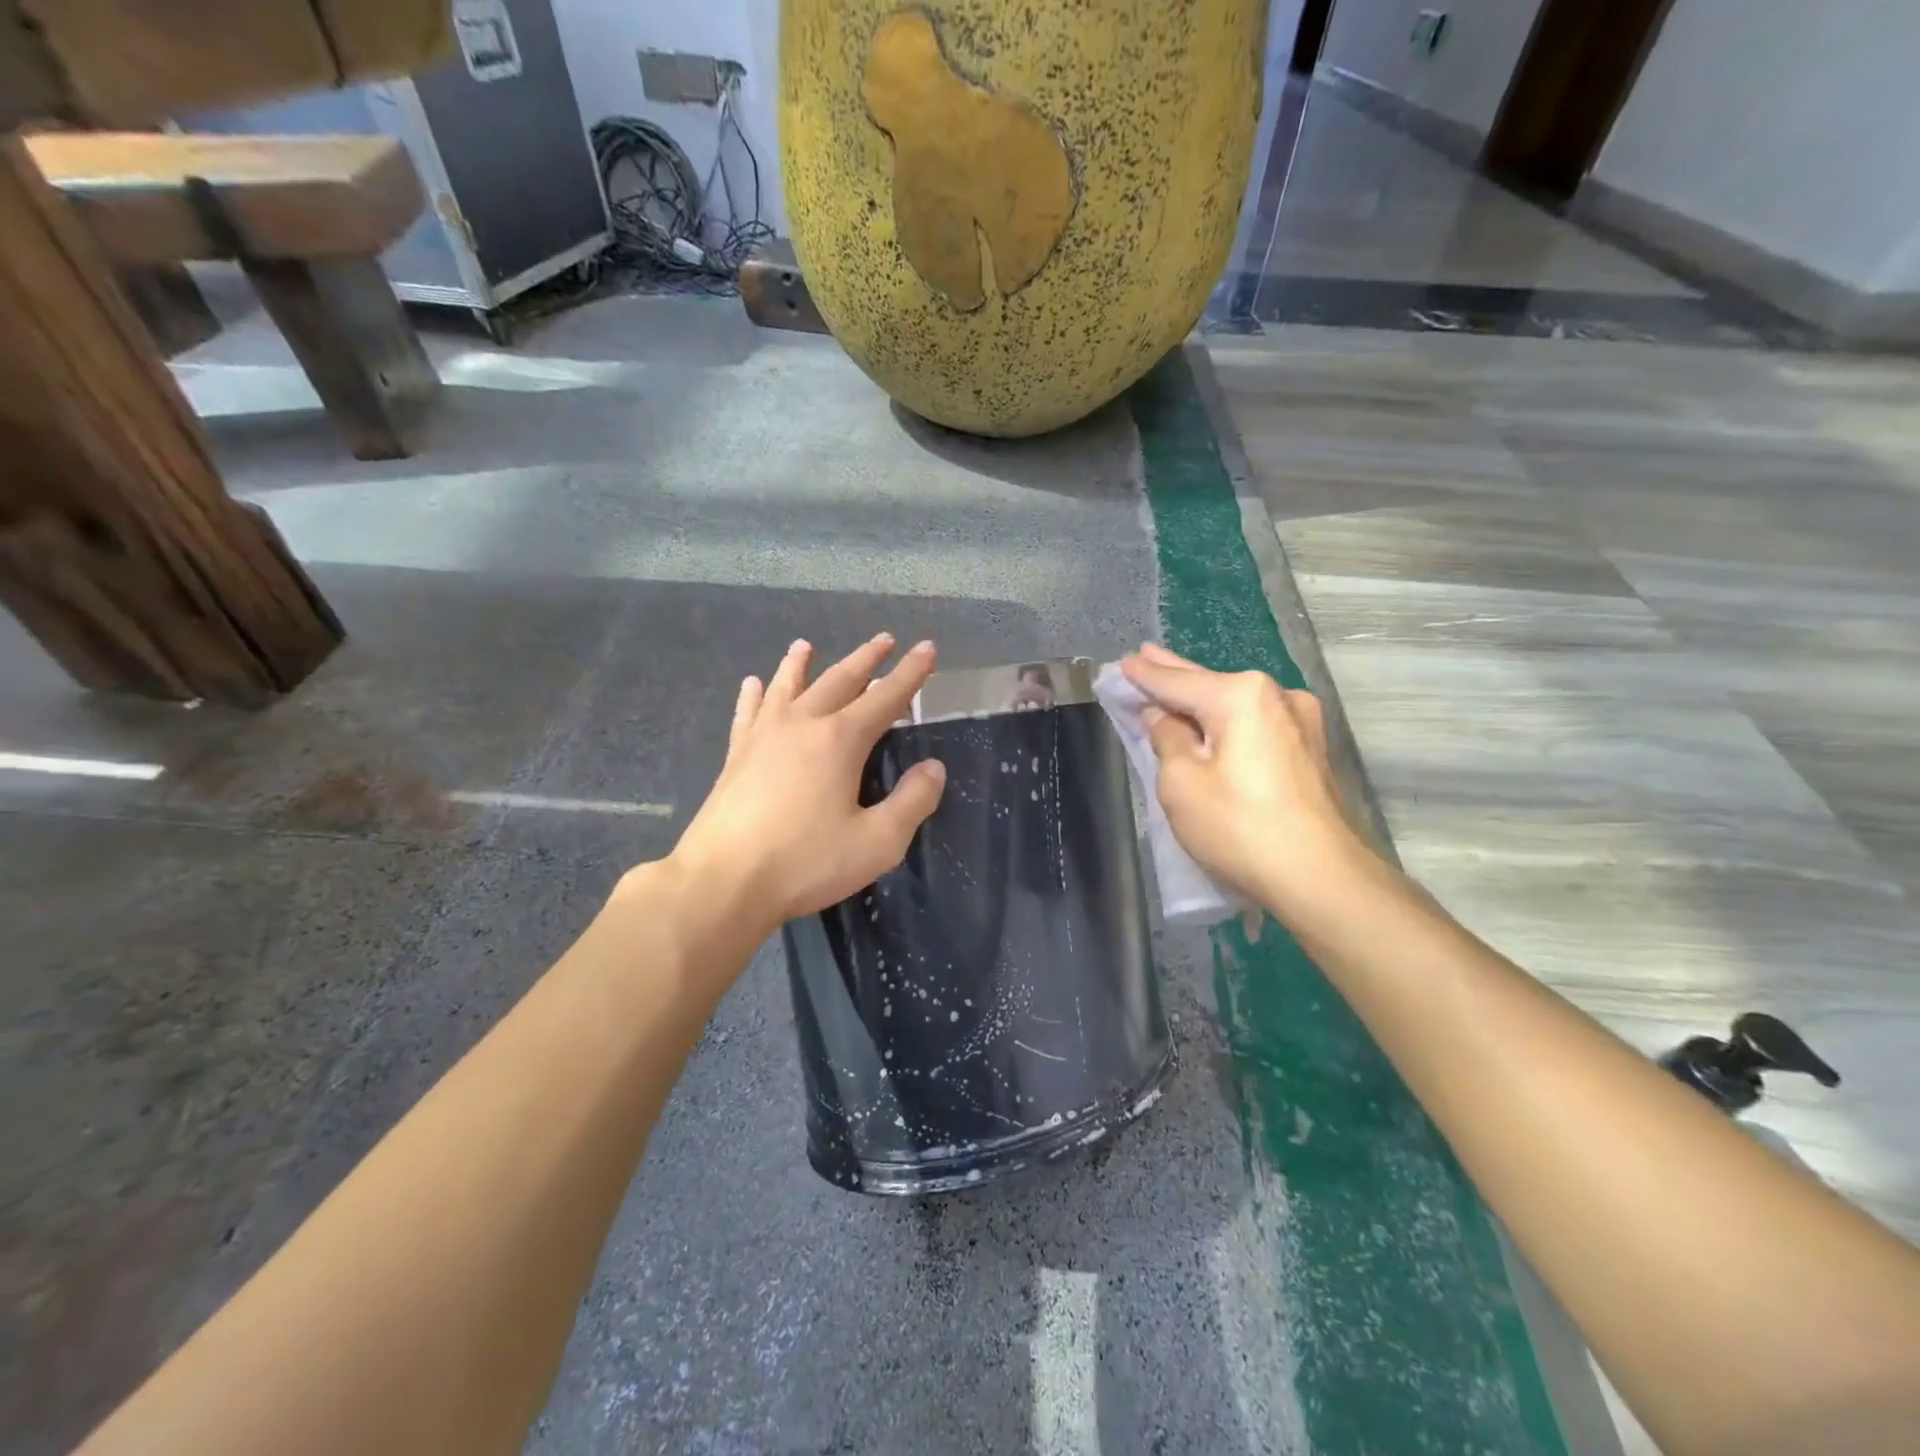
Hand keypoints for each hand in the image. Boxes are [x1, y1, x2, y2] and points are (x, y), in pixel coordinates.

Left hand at [668, 634, 946, 933]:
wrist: (723, 881)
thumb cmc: (806, 862)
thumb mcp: (877, 842)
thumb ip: (912, 802)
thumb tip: (933, 768)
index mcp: (840, 740)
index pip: (886, 697)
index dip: (910, 673)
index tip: (927, 648)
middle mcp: (802, 725)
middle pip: (839, 681)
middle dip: (865, 659)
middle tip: (884, 639)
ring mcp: (763, 736)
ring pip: (787, 687)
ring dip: (801, 664)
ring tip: (806, 644)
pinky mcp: (736, 755)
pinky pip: (748, 713)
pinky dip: (754, 695)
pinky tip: (752, 684)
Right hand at [1120, 644, 1373, 918]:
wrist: (1322, 879)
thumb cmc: (1240, 827)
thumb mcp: (1181, 783)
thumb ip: (1167, 739)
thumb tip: (1163, 717)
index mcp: (1242, 695)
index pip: (1178, 681)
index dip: (1145, 675)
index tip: (1123, 662)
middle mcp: (1277, 696)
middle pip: (1210, 685)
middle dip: (1174, 674)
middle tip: (1145, 655)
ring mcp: (1301, 723)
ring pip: (1236, 705)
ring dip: (1203, 701)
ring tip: (1174, 688)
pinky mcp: (1310, 750)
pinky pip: (1255, 725)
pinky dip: (1228, 722)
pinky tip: (1212, 722)